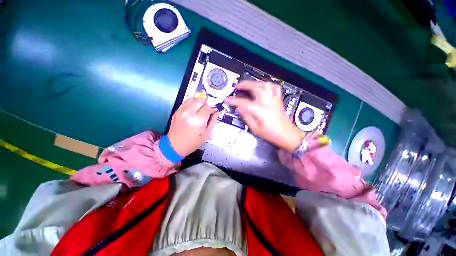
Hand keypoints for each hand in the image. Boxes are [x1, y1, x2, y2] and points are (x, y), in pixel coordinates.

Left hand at [167, 98, 219, 156]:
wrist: (174, 146)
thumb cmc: (192, 142)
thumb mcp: (206, 134)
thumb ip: (212, 121)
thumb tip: (216, 112)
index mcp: (198, 120)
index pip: (208, 107)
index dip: (212, 110)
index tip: (213, 113)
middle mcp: (189, 113)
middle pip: (200, 100)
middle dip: (205, 104)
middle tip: (206, 112)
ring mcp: (181, 111)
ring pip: (193, 98)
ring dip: (198, 103)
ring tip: (199, 111)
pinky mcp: (177, 111)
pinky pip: (186, 102)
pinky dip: (191, 104)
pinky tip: (193, 112)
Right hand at [225, 81, 304, 151]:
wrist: (286, 134)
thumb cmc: (271, 133)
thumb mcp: (255, 128)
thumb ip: (246, 117)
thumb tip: (239, 109)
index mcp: (261, 111)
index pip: (244, 103)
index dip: (234, 100)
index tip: (228, 99)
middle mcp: (268, 103)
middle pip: (256, 88)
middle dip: (244, 85)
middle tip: (237, 86)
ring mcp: (274, 100)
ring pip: (265, 85)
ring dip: (254, 82)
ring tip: (248, 84)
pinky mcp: (278, 100)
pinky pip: (274, 87)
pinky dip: (267, 84)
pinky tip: (262, 86)